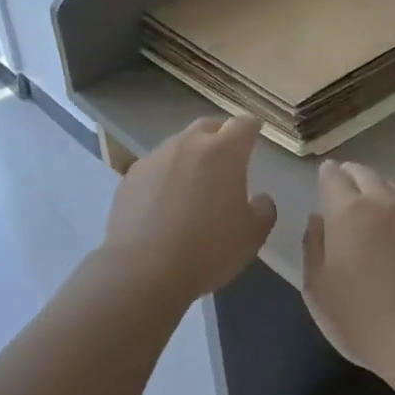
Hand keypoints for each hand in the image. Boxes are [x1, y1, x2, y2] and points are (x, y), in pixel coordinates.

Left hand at [102, 116, 276, 302]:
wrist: (143, 270)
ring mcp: (155, 158)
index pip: (243, 124)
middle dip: (221, 134)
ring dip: (191, 155)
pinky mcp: (130, 177)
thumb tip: (260, 199)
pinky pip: (155, 167)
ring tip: (194, 182)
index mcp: (224, 152)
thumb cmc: (208, 249)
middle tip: (227, 154)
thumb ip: (263, 210)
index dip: (252, 127)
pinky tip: (165, 202)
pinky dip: (166, 175)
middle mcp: (189, 144)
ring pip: (179, 145)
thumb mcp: (252, 235)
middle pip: (208, 126)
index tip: (256, 131)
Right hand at [301, 160, 394, 376]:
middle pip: (365, 174)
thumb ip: (312, 248)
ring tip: (371, 203)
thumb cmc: (363, 318)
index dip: (326, 175)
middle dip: (351, 174)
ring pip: (392, 186)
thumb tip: (317, 219)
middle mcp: (382, 202)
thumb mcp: (318, 290)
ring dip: (377, 188)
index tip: (324, 177)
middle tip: (344, 185)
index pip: (333, 177)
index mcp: (348, 212)